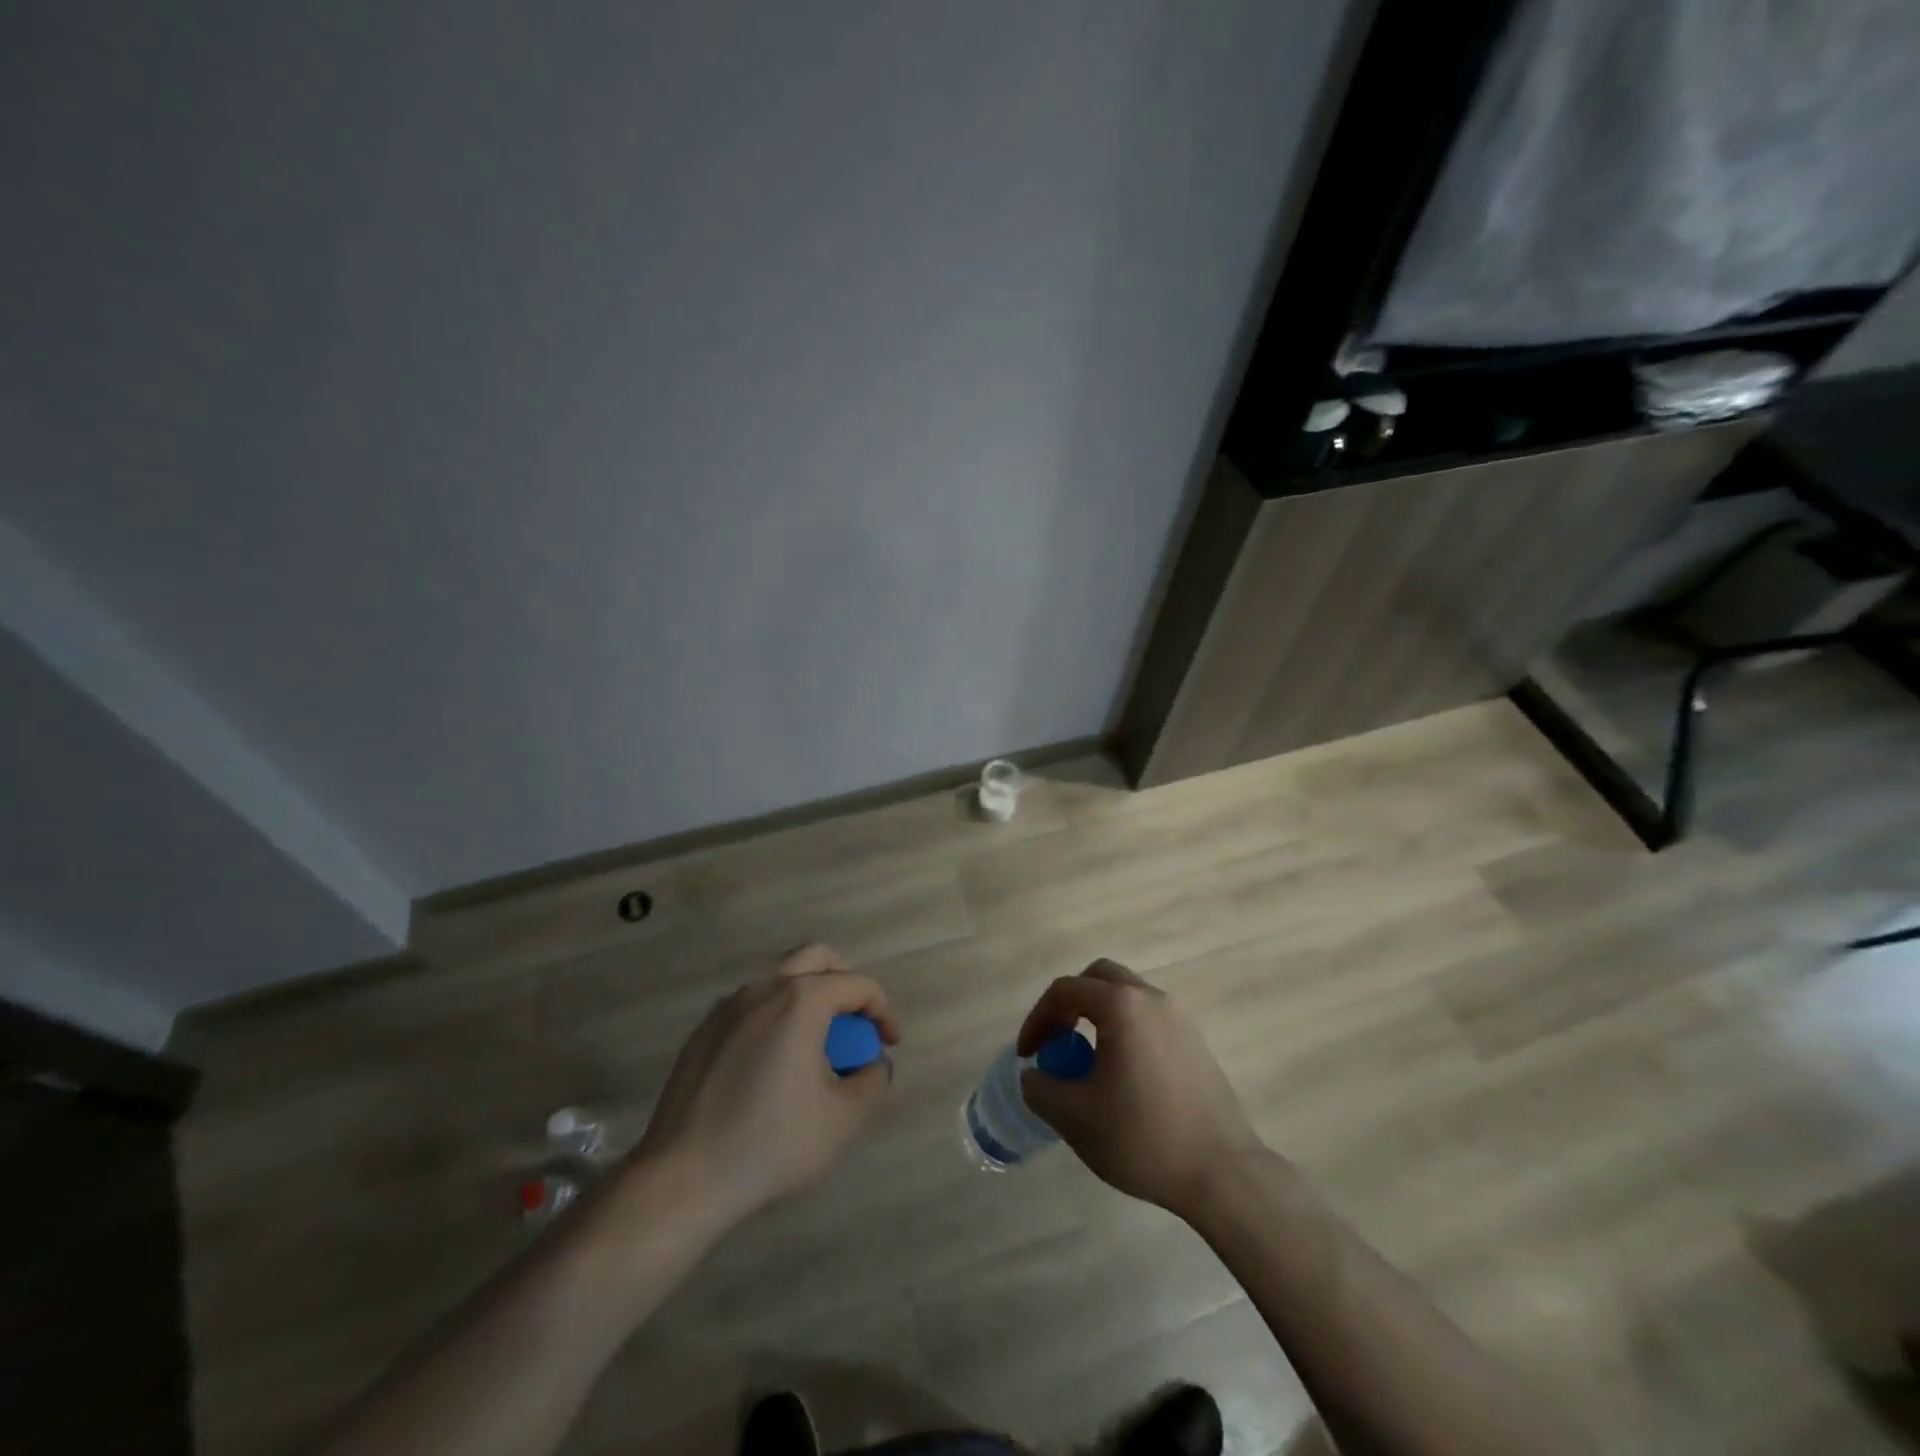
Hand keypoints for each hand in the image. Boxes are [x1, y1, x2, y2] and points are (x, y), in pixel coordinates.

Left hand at [633, 944, 898, 1225]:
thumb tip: (874, 1064)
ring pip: (780, 978)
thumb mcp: (842, 1120)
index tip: (889, 1044)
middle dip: (845, 983)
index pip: (857, 984)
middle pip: (817, 958)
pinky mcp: (703, 1031)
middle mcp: (764, 988)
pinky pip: (751, 1005)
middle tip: (854, 1024)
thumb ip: (872, 1082)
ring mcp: (728, 1006)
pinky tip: (772, 1064)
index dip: (882, 1010)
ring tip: (815, 1046)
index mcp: (801, 1000)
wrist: (682, 1178)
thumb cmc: (770, 1145)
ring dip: (807, 997)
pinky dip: (774, 1016)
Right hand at [1017, 960, 1262, 1219]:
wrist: (1222, 1173)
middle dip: (1069, 1003)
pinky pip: (1148, 1018)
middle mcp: (1151, 998)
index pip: (1064, 991)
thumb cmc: (1142, 1138)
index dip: (1037, 1019)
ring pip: (1127, 996)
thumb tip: (1035, 1075)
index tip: (1028, 1056)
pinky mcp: (1195, 1042)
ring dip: (1098, 1016)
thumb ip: (1040, 1088)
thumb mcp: (1074, 1118)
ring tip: (1087, 1062)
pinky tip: (1123, 1076)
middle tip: (1057, 1041)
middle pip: (1099, 978)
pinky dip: (1125, 1030)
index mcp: (1121, 1006)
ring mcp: (1179, 1018)